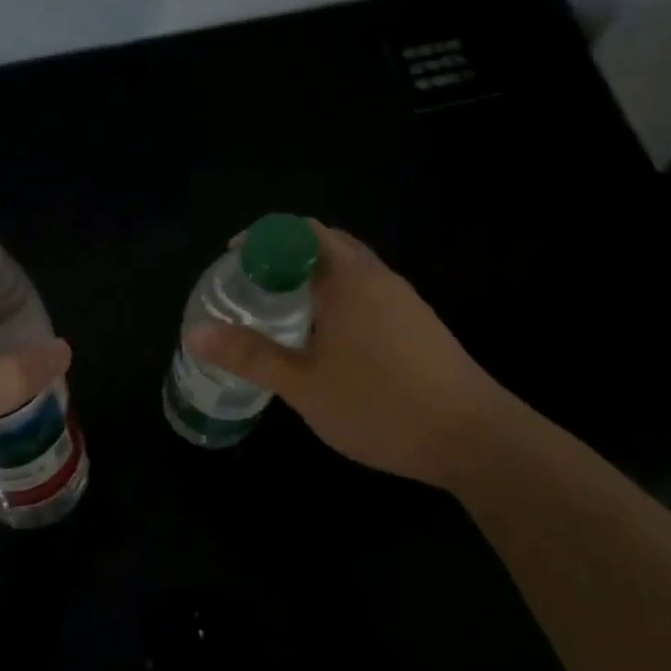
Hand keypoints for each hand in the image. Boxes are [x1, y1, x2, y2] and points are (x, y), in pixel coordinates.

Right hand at [187, 222, 509, 488]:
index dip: (260, 239)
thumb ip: (250, 355)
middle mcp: (378, 278)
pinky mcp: (419, 325)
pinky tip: (328, 341)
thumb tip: (195, 332)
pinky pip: (368, 294)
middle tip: (252, 287)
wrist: (474, 438)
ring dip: (314, 279)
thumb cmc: (380, 404)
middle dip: (285, 257)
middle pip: (325, 245)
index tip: (231, 262)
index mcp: (348, 278)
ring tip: (283, 313)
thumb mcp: (304, 384)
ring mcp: (404, 301)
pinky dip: (339, 300)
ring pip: (350, 271)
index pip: (298, 231)